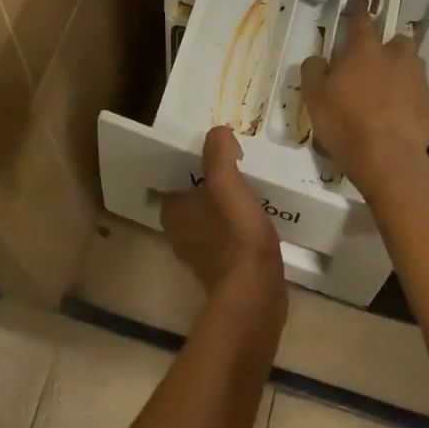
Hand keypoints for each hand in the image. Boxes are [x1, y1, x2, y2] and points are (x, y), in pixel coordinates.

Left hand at [158, 127, 285, 320]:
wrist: (256, 294)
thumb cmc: (235, 233)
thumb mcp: (226, 182)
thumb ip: (218, 151)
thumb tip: (218, 133)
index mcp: (171, 211)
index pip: (177, 175)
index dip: (196, 160)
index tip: (218, 151)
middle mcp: (178, 233)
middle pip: (195, 195)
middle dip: (213, 181)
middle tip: (238, 164)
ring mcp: (199, 254)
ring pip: (211, 216)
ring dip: (226, 203)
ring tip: (251, 187)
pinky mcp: (221, 270)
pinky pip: (226, 237)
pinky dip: (237, 226)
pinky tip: (257, 218)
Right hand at [299, 2, 428, 182]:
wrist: (388, 158)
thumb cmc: (345, 122)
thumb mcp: (314, 96)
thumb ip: (314, 71)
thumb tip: (318, 59)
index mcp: (364, 50)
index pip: (361, 19)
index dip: (358, 7)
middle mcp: (395, 57)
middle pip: (397, 39)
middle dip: (389, 44)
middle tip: (375, 58)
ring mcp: (416, 80)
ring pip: (411, 64)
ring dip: (401, 69)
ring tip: (388, 87)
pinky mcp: (428, 105)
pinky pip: (417, 92)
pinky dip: (408, 97)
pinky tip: (397, 113)